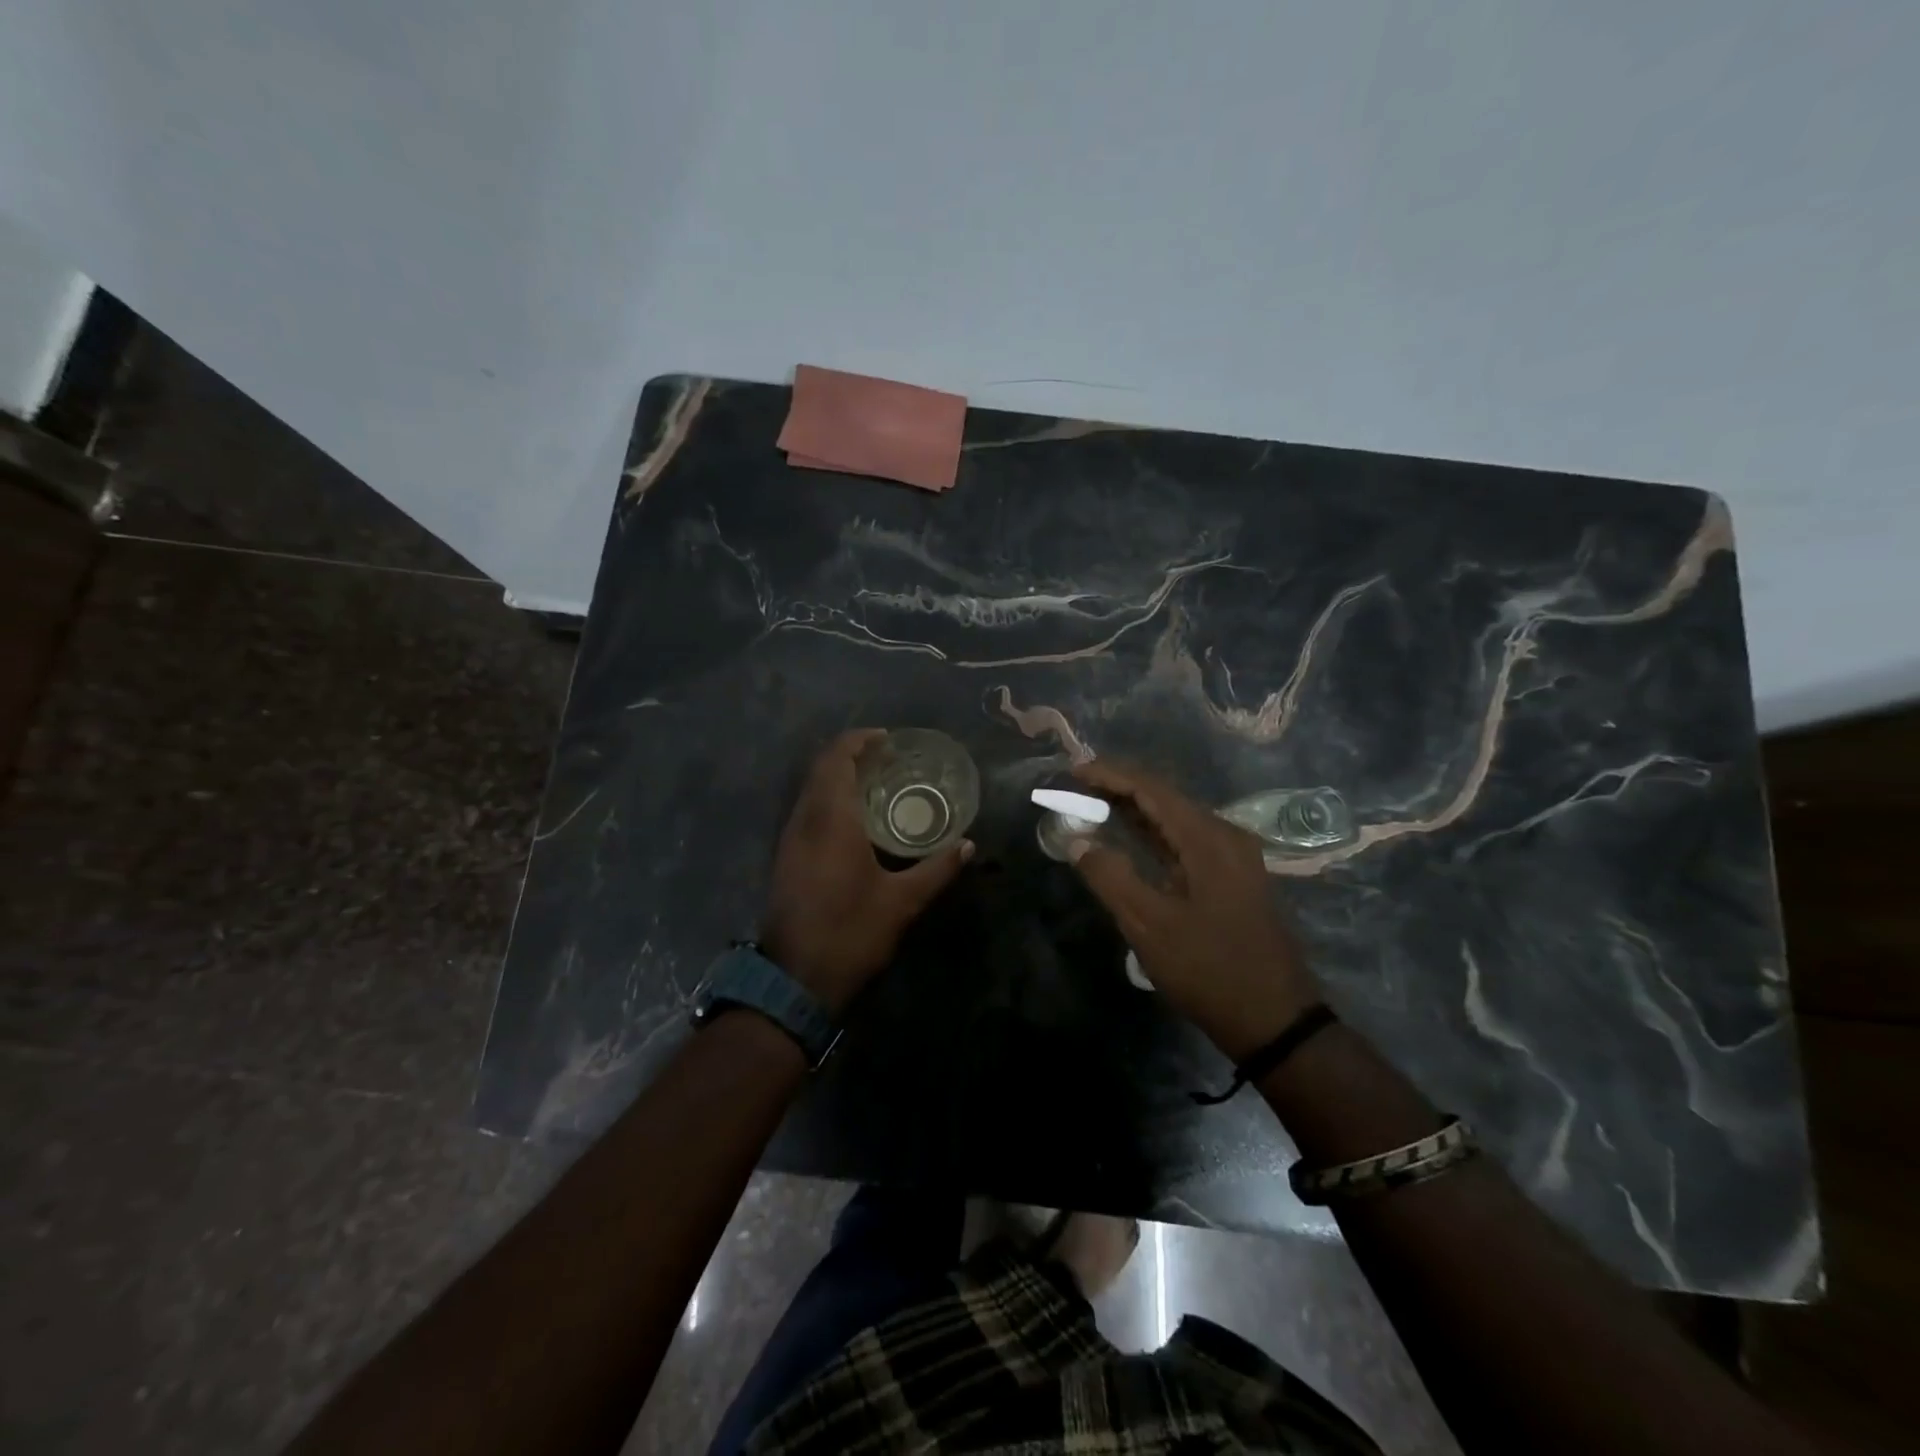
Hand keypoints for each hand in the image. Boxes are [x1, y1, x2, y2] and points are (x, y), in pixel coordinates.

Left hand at [760, 729, 972, 1012]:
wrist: (794, 980)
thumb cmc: (851, 933)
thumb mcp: (902, 902)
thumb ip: (937, 869)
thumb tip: (968, 846)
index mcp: (831, 820)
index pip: (836, 759)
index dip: (859, 740)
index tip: (888, 739)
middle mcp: (804, 820)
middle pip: (821, 769)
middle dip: (851, 755)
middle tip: (889, 759)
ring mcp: (790, 840)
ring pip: (811, 790)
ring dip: (838, 777)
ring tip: (877, 784)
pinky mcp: (786, 858)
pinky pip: (807, 811)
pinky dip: (829, 800)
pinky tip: (855, 820)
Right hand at [1066, 759, 1320, 1060]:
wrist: (1275, 1020)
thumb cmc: (1209, 969)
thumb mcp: (1149, 926)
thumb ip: (1110, 877)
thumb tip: (1078, 841)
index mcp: (1209, 839)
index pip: (1152, 789)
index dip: (1110, 775)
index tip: (1072, 771)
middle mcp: (1226, 836)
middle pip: (1166, 797)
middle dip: (1120, 788)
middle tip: (1076, 788)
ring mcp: (1235, 856)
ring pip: (1177, 818)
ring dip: (1136, 810)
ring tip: (1094, 805)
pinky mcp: (1235, 877)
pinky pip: (1187, 839)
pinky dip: (1155, 833)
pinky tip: (1132, 839)